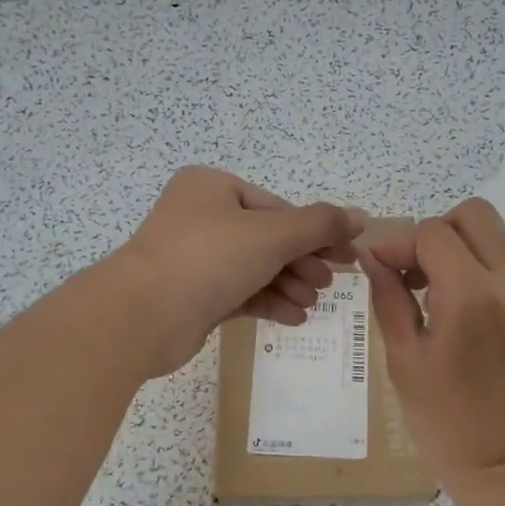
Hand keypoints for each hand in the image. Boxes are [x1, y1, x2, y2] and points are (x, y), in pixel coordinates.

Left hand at [111, 167, 365, 374]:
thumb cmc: (209, 258)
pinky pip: (239, 293)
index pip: (276, 207)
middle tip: (329, 284)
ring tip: (311, 304)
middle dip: (301, 262)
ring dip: (288, 284)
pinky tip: (294, 317)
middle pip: (267, 238)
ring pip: (254, 268)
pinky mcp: (191, 296)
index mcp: (212, 187)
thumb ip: (320, 224)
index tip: (345, 257)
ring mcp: (193, 258)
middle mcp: (200, 217)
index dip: (315, 232)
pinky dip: (267, 302)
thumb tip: (361, 216)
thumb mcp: (272, 234)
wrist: (143, 315)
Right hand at [360, 199, 504, 495]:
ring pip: (504, 244)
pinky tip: (482, 333)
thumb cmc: (446, 422)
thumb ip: (389, 297)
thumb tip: (374, 259)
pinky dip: (495, 288)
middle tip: (420, 272)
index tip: (384, 270)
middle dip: (440, 233)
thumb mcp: (404, 360)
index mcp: (470, 291)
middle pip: (477, 215)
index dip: (399, 244)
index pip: (431, 232)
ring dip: (469, 256)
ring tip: (446, 300)